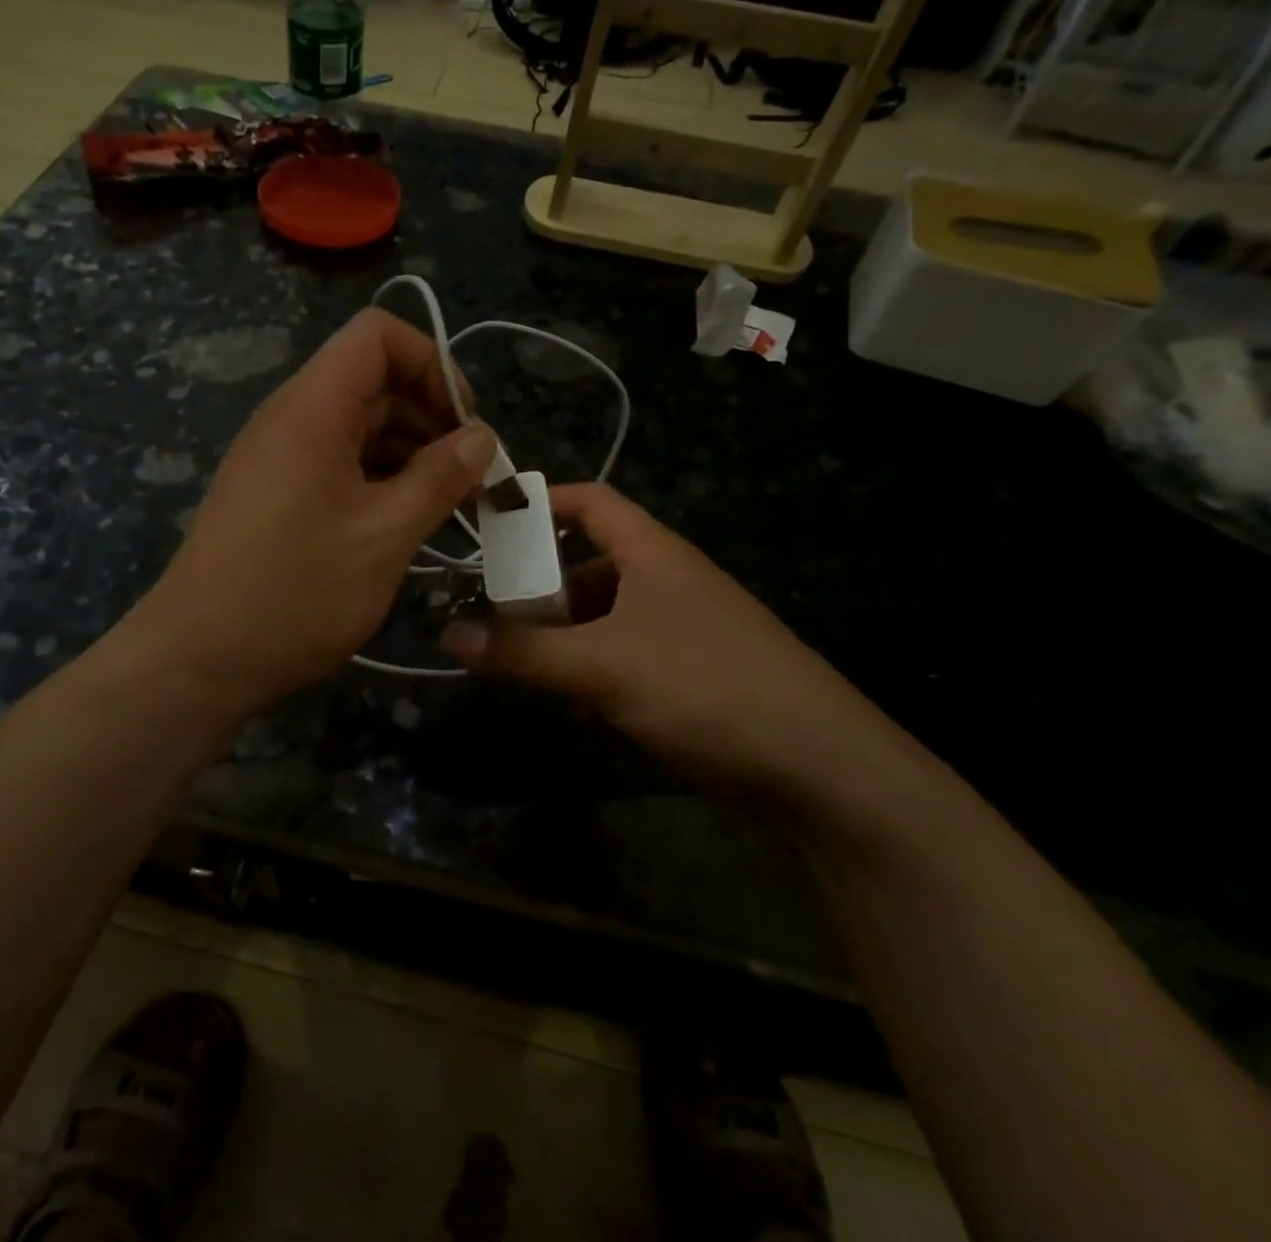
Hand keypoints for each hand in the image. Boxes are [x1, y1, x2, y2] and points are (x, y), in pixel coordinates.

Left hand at [130, 309, 496, 713]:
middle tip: (474, 478)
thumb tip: (482, 437)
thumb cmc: (295, 592)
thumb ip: (439, 478)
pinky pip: (340, 464)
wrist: (199, 659)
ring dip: (412, 454)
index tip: (467, 425)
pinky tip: (408, 522)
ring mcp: (281, 458)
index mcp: (312, 408)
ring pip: (360, 427)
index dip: (432, 364)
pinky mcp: (278, 495)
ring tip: (450, 505)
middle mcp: (292, 419)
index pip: (378, 336)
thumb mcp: (384, 535)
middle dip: (433, 418)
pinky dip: (381, 480)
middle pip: (374, 382)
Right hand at [441, 483, 906, 799]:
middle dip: (545, 588)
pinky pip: (634, 653)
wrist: (821, 768)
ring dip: (571, 637)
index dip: (542, 503)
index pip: (591, 502)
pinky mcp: (701, 670)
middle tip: (499, 618)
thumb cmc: (703, 688)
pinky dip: (601, 669)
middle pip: (594, 563)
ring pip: (612, 615)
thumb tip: (449, 633)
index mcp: (654, 553)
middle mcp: (673, 579)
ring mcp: (690, 626)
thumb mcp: (600, 666)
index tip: (492, 525)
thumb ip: (522, 652)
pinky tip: (584, 709)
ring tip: (532, 669)